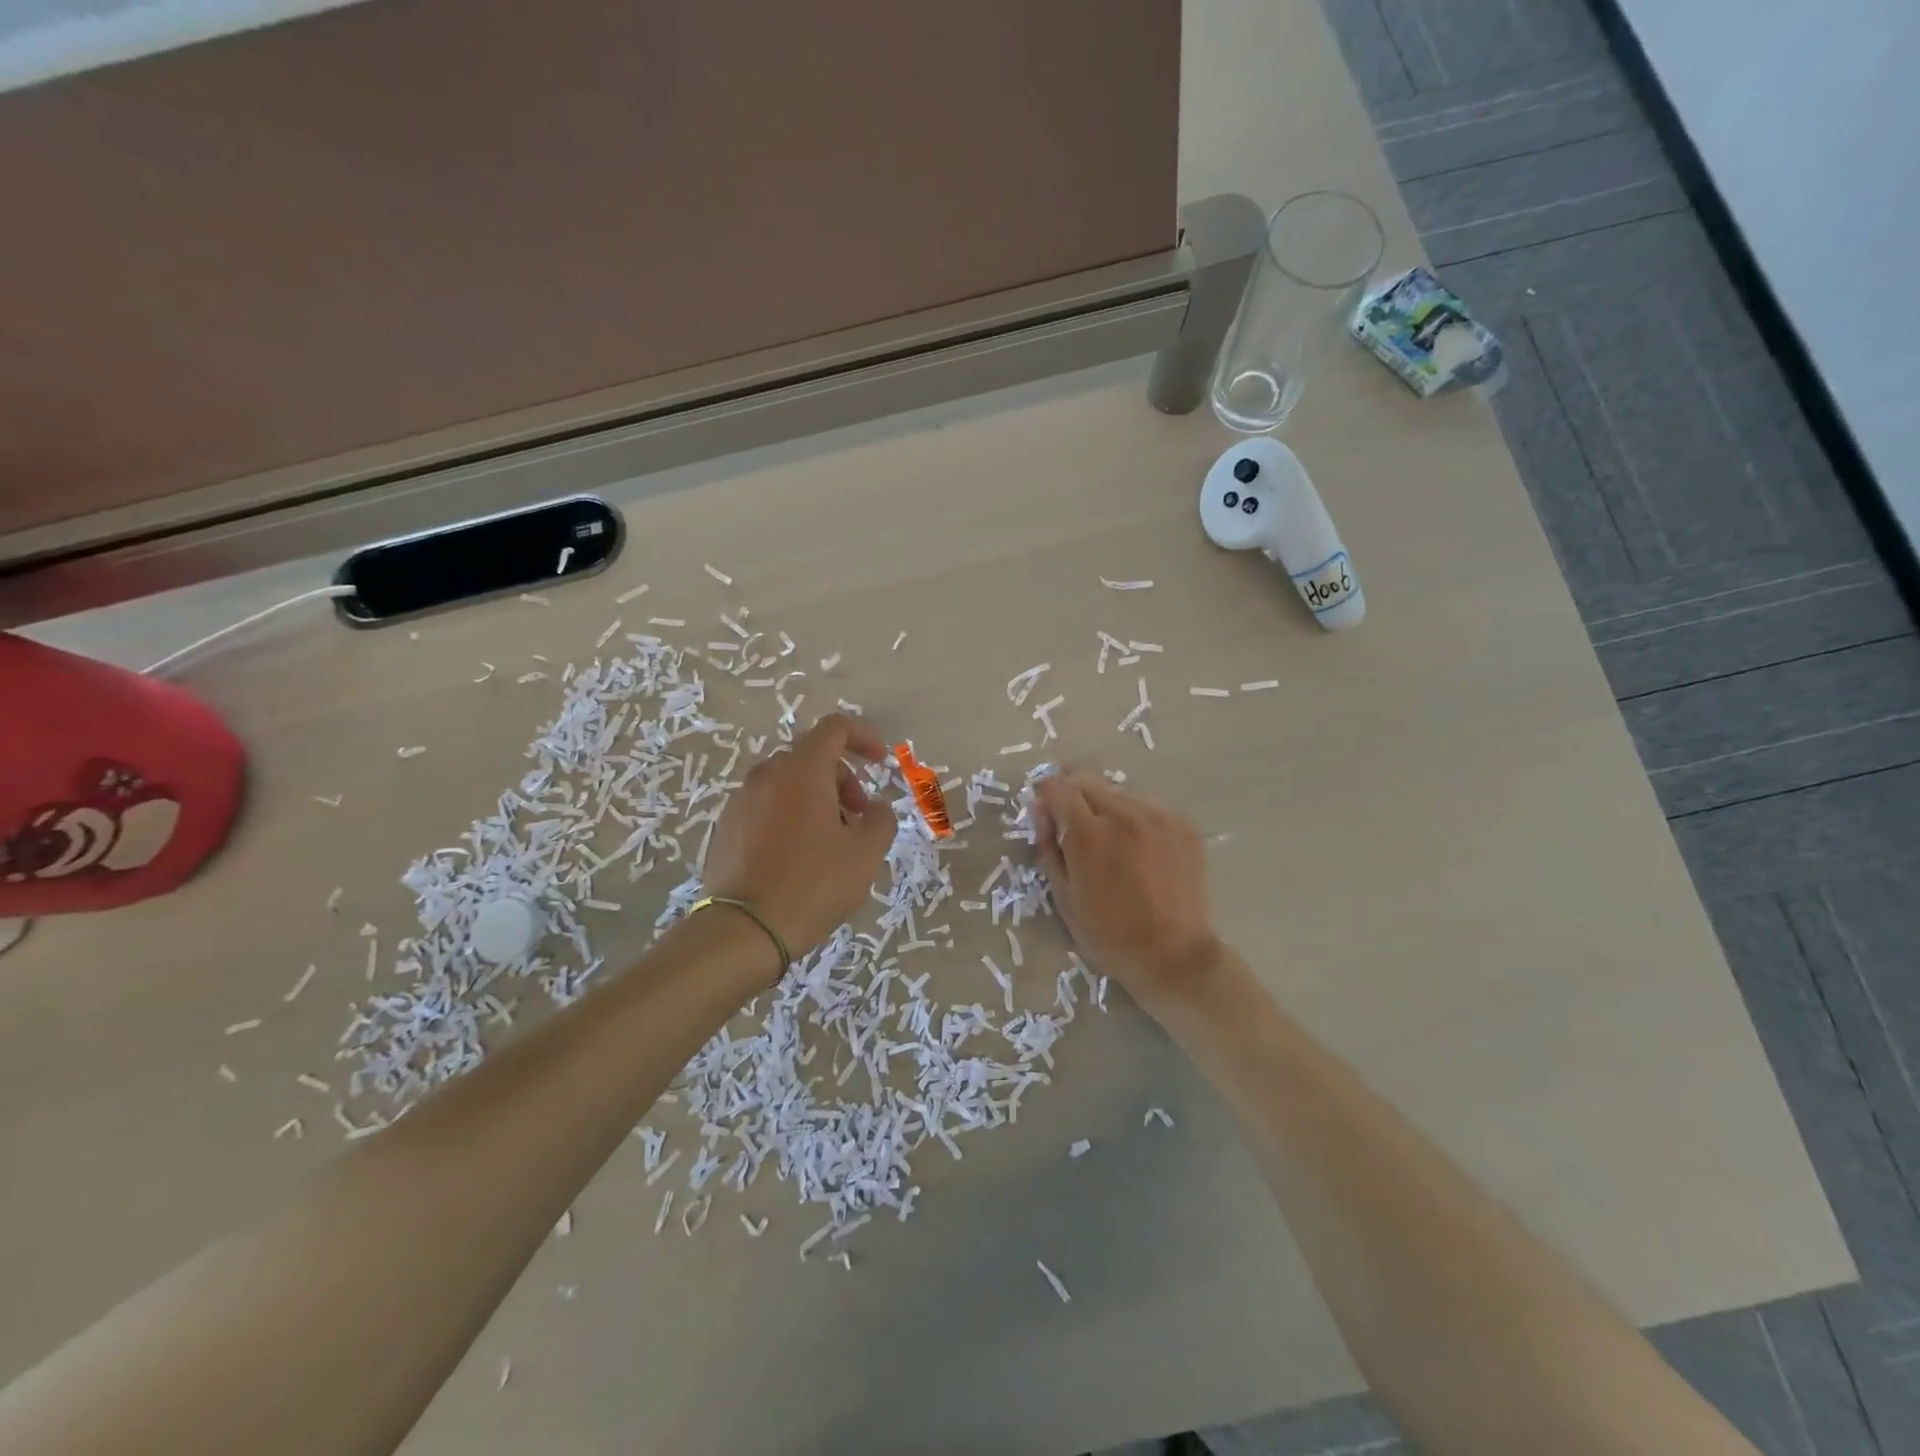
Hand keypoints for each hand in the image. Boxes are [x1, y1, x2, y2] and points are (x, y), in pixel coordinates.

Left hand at [703, 713, 896, 966]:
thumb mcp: (866, 853)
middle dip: (843, 781)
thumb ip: (881, 819)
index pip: (835, 728)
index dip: (864, 738)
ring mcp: (740, 801)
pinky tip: (798, 859)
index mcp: (801, 770)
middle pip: (812, 758)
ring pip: (787, 784)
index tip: (881, 764)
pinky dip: (789, 817)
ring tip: (830, 844)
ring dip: (816, 801)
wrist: (744, 930)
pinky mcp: (725, 828)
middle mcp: (766, 775)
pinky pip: (766, 808)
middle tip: (858, 819)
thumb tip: (875, 808)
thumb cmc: (813, 883)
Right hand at [1033, 770, 1222, 1015]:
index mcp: (1088, 834)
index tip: (1046, 812)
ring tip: (1111, 841)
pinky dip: (1134, 817)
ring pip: (1118, 791)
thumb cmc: (1108, 934)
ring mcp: (1158, 816)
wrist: (1173, 956)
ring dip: (1105, 806)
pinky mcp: (1182, 824)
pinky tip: (1138, 849)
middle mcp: (1124, 813)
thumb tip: (1040, 809)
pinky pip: (1147, 805)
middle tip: (1074, 826)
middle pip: (1086, 780)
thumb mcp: (1063, 895)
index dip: (1045, 794)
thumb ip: (1048, 845)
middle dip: (1073, 796)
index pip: (1056, 786)